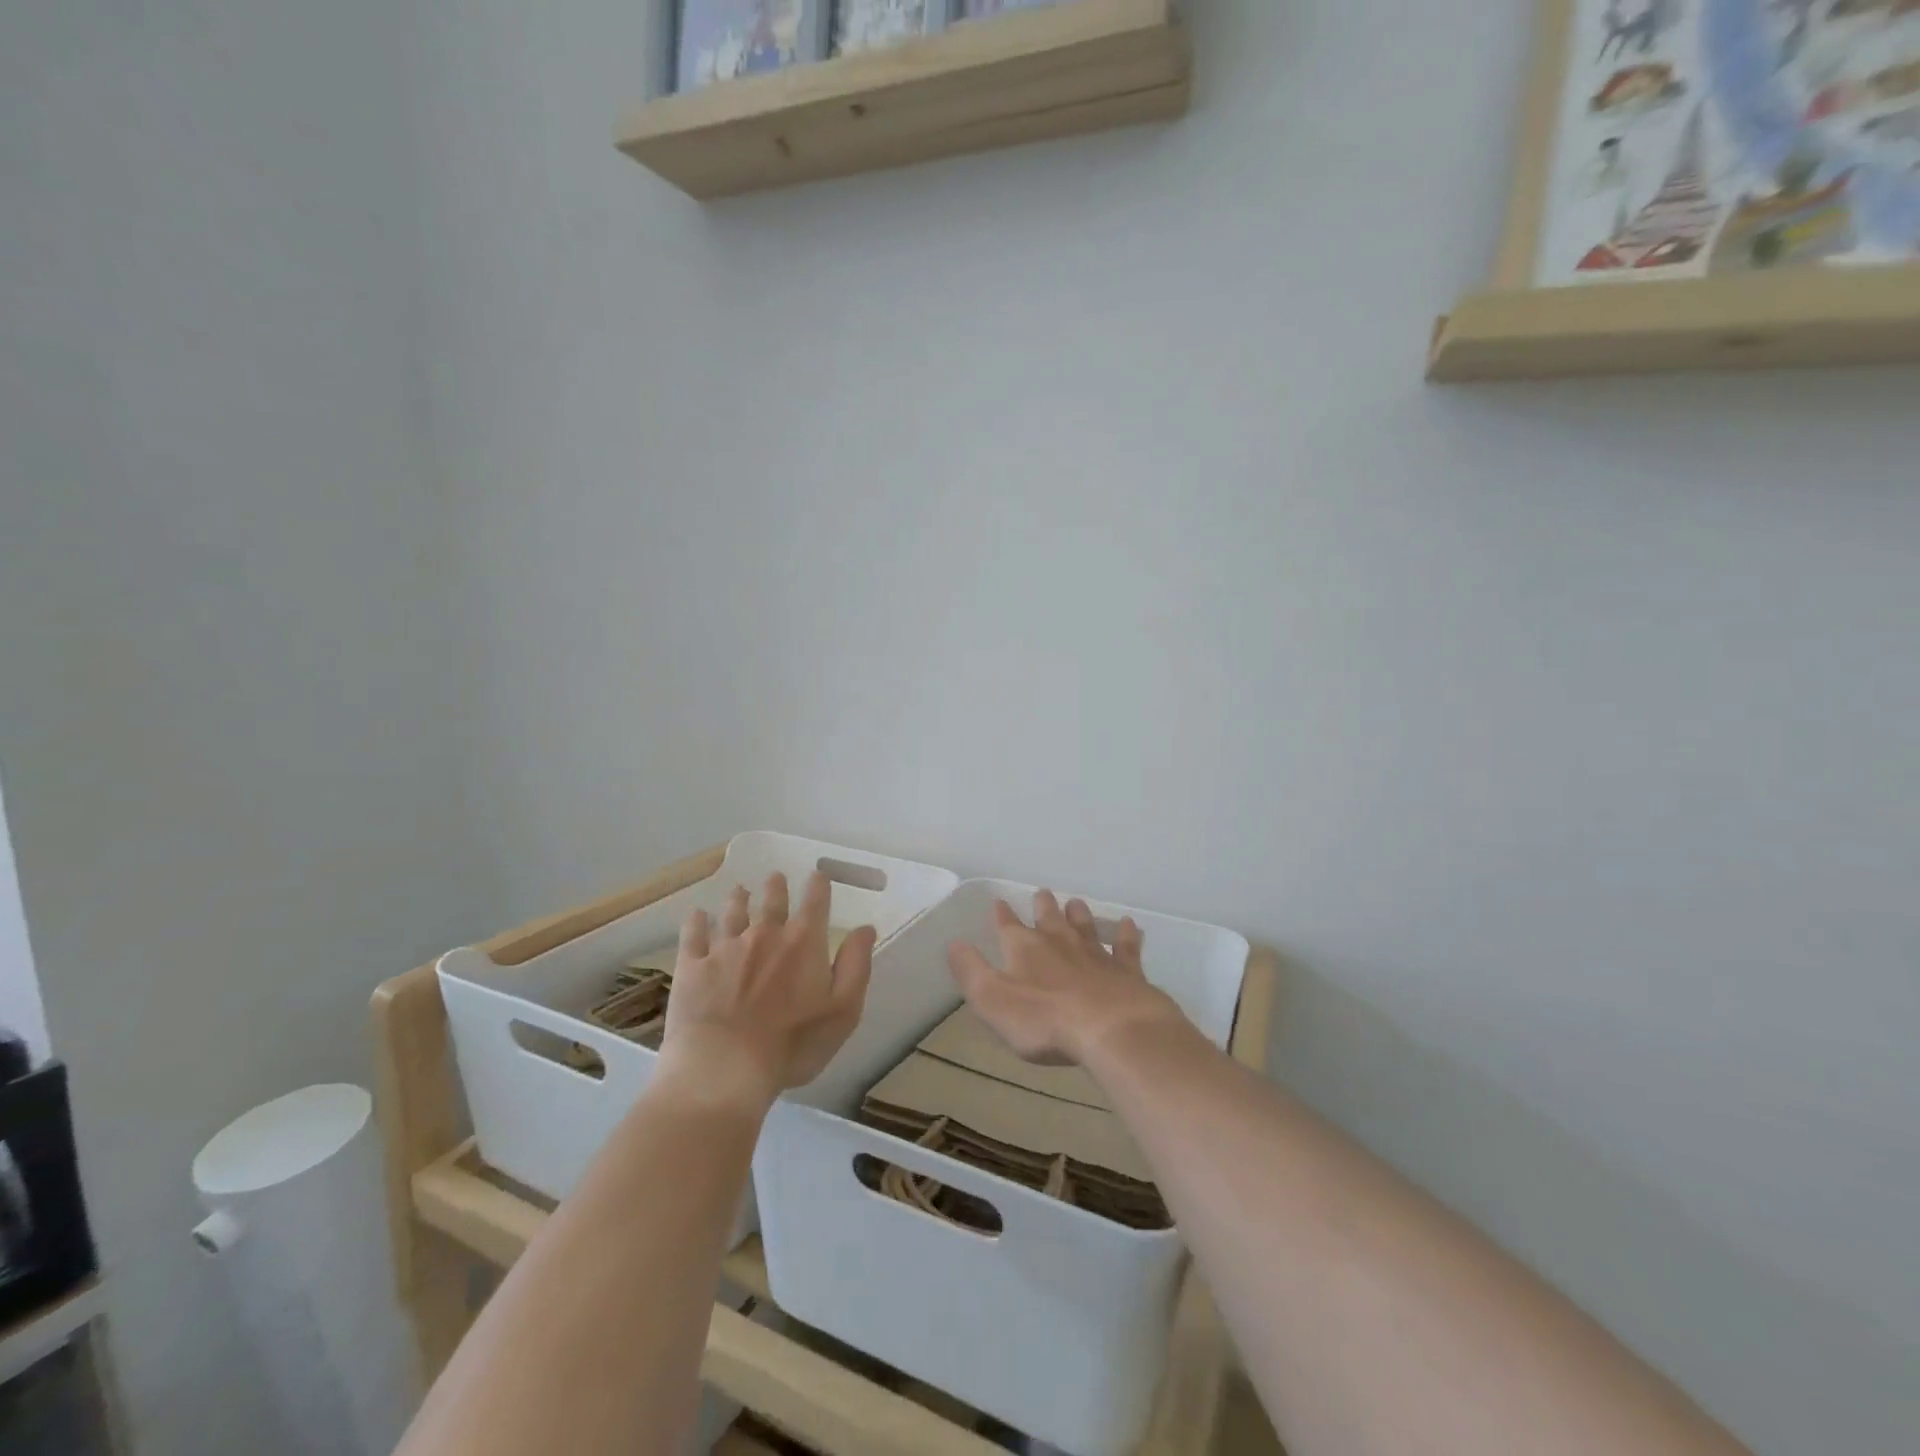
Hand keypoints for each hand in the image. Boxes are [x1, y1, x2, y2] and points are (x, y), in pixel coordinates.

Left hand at [658, 871, 877, 1111]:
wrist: (723, 1068)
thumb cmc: (792, 1044)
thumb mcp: (843, 1010)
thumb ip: (856, 965)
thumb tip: (865, 928)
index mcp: (803, 942)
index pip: (815, 902)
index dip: (818, 885)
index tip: (818, 876)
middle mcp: (764, 934)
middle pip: (772, 901)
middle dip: (776, 887)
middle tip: (775, 877)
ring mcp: (725, 948)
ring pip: (733, 912)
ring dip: (738, 899)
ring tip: (740, 890)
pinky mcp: (693, 967)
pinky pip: (694, 935)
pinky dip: (696, 922)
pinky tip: (697, 914)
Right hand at [946, 890, 1184, 1066]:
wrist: (1110, 1027)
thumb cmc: (1044, 1019)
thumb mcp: (992, 999)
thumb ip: (971, 970)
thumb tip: (954, 943)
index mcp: (1024, 948)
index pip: (1008, 925)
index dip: (1001, 914)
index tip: (998, 902)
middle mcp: (1059, 941)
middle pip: (1049, 917)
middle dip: (1043, 905)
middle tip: (1042, 893)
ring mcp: (1095, 953)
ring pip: (1084, 925)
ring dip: (1078, 913)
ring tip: (1075, 903)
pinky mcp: (1125, 969)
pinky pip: (1125, 946)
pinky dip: (1126, 934)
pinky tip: (1130, 924)